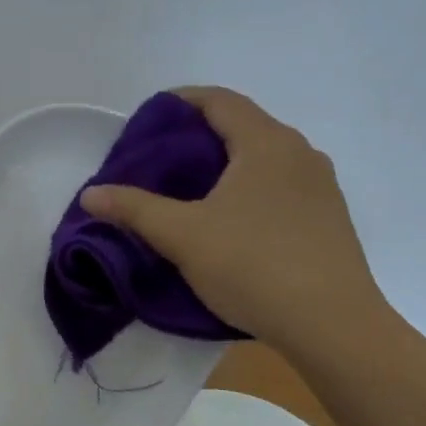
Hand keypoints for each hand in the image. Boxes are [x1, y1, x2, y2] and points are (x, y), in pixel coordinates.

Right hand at [80, 87, 387, 356]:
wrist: (334, 326)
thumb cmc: (253, 265)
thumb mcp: (183, 236)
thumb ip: (134, 209)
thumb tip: (91, 194)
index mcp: (266, 143)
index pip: (219, 100)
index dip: (181, 101)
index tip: (149, 118)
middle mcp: (299, 153)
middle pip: (243, 125)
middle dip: (199, 134)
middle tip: (161, 158)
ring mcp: (321, 186)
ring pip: (264, 157)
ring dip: (227, 163)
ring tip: (191, 189)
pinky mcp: (330, 218)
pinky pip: (281, 185)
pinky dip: (250, 187)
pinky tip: (232, 220)